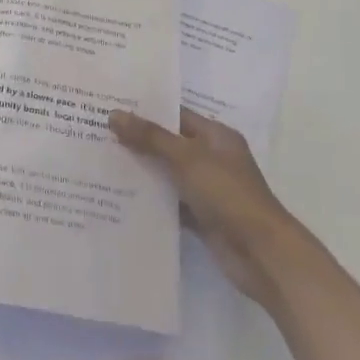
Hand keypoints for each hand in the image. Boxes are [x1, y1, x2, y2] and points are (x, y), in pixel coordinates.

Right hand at [109, 107, 297, 308]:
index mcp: (216, 136)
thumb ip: (151, 137)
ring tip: (101, 161)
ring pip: (168, 174)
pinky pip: (170, 202)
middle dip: (138, 140)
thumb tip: (114, 114)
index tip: (112, 106)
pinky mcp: (201, 217)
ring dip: (142, 170)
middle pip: (169, 144)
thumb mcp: (187, 159)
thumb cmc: (228, 194)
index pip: (176, 115)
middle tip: (98, 132)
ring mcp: (207, 189)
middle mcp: (212, 159)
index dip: (146, 110)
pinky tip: (120, 196)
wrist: (261, 254)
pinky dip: (151, 200)